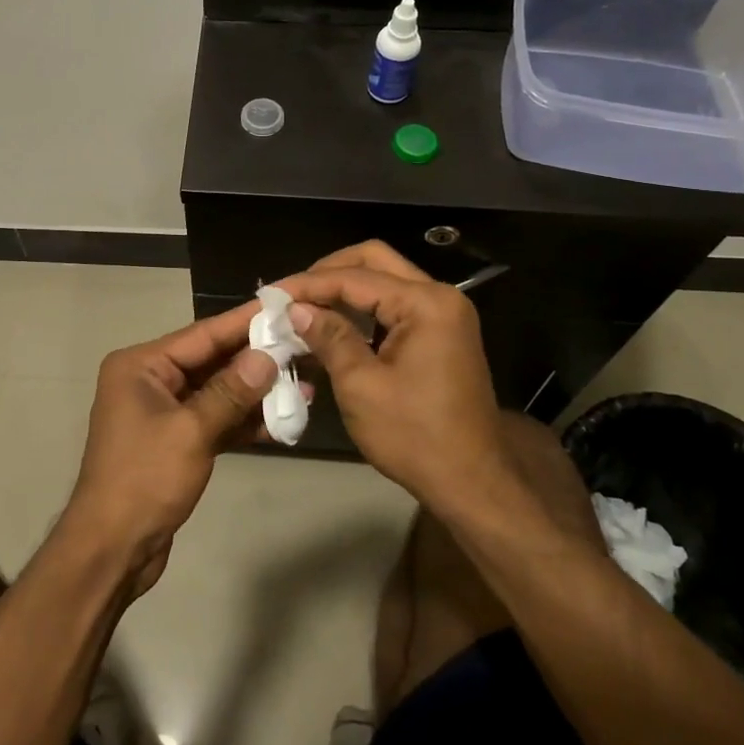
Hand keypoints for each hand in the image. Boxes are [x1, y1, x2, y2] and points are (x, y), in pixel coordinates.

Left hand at [62, 302, 280, 597]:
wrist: (112, 549)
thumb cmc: (144, 479)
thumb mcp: (191, 431)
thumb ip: (231, 392)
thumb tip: (267, 357)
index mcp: (141, 366)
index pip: (202, 334)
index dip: (244, 322)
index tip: (282, 307)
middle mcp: (150, 381)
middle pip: (211, 361)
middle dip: (256, 359)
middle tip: (304, 346)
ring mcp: (163, 412)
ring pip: (217, 392)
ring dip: (256, 394)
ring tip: (304, 386)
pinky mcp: (176, 441)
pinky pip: (215, 420)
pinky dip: (243, 422)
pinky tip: (282, 421)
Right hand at [279, 242, 508, 511]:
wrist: (471, 483)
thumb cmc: (414, 436)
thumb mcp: (361, 385)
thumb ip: (329, 337)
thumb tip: (295, 308)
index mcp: (426, 304)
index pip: (356, 277)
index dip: (309, 284)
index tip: (271, 294)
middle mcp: (440, 296)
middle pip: (374, 262)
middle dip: (328, 273)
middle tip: (291, 295)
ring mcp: (444, 314)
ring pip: (385, 281)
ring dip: (344, 290)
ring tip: (305, 308)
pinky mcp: (441, 334)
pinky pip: (395, 305)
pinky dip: (363, 310)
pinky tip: (333, 325)